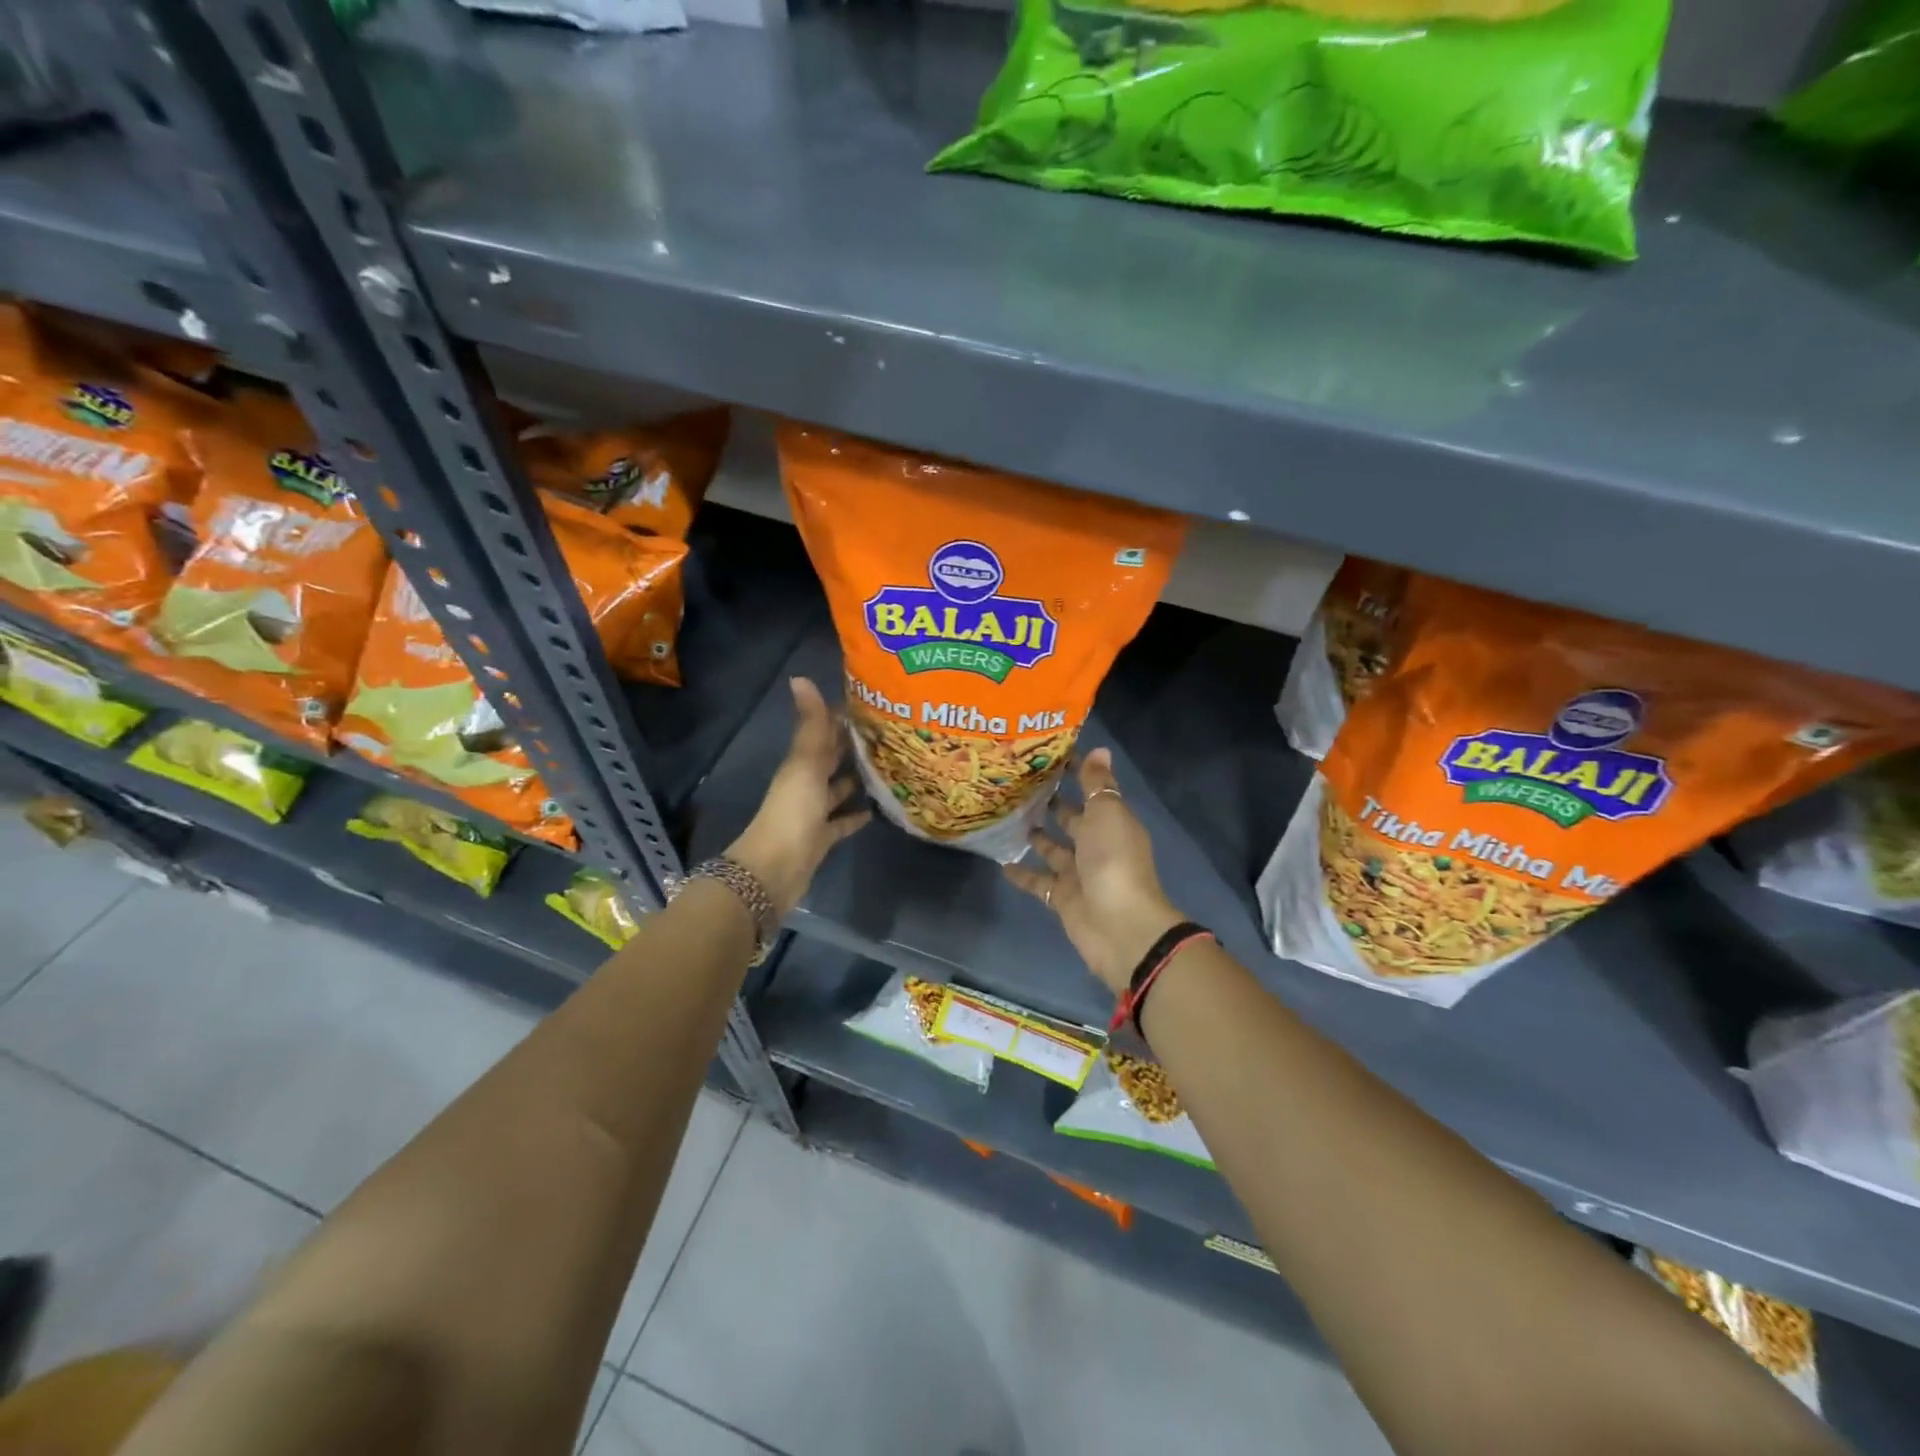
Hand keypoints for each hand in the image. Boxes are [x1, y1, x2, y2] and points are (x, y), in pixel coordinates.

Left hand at [727, 677, 870, 920]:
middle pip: (831, 759)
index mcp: (801, 763)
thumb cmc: (793, 811)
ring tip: (889, 767)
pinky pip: (842, 822)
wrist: (776, 868)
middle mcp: (806, 783)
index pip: (823, 732)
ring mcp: (814, 812)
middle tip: (889, 733)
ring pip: (838, 789)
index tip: (872, 704)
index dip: (842, 717)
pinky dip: (856, 815)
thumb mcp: (804, 763)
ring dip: (856, 779)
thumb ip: (810, 724)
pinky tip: (876, 810)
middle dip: (853, 746)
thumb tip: (800, 677)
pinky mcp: (822, 837)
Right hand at [1003, 747, 1184, 993]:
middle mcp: (1097, 845)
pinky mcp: (1062, 898)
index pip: (1093, 790)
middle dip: (1053, 802)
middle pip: (1073, 819)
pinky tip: (1001, 862)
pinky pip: (1039, 882)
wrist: (1119, 926)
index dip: (1075, 772)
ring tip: (1009, 817)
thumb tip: (1098, 749)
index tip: (1047, 755)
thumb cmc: (1114, 860)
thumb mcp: (1107, 813)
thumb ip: (1097, 783)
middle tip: (1020, 784)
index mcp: (1112, 822)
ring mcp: (1079, 873)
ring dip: (1037, 836)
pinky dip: (1023, 874)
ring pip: (1054, 849)